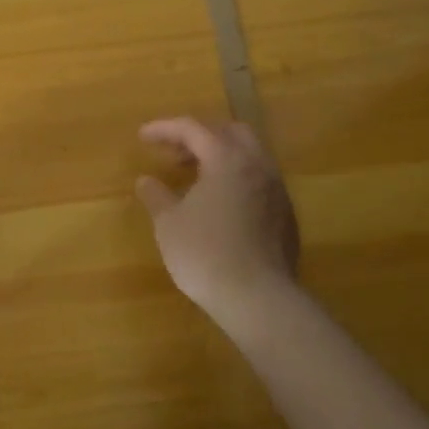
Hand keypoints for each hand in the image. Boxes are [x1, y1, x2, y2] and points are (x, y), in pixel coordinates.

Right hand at [135, 117, 301, 340]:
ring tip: (195, 177)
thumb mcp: (168, 223)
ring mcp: (277, 191)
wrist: (258, 299)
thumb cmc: (205, 253)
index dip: (165, 128)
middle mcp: (257, 166)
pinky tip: (219, 204)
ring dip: (221, 157)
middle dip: (200, 136)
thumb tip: (146, 181)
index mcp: (227, 159)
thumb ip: (156, 196)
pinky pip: (259, 181)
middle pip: (230, 132)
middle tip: (175, 153)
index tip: (142, 136)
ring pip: (250, 156)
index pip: (193, 128)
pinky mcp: (286, 215)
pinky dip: (236, 179)